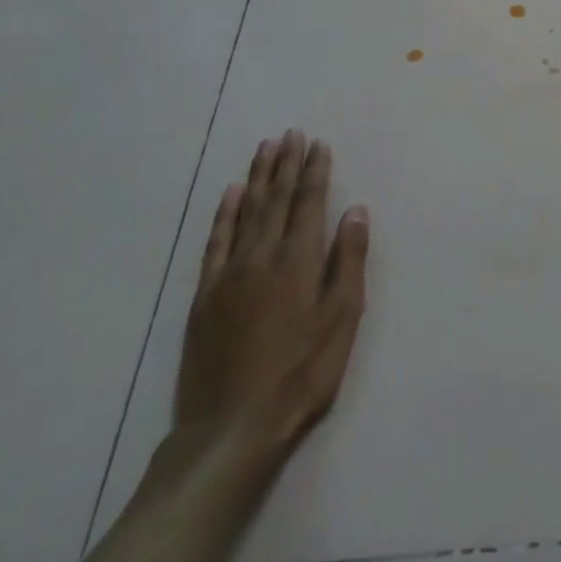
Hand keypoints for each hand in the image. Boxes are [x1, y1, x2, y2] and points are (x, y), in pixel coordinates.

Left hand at [174, 130, 369, 457]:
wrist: (232, 427)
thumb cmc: (301, 373)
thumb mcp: (342, 318)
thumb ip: (348, 260)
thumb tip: (355, 210)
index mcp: (298, 261)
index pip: (308, 203)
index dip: (314, 171)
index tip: (318, 144)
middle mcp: (261, 257)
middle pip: (275, 200)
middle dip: (285, 164)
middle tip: (290, 134)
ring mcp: (228, 275)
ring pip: (245, 213)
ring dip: (257, 178)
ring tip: (265, 149)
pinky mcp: (205, 296)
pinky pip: (216, 242)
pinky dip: (224, 214)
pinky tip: (230, 195)